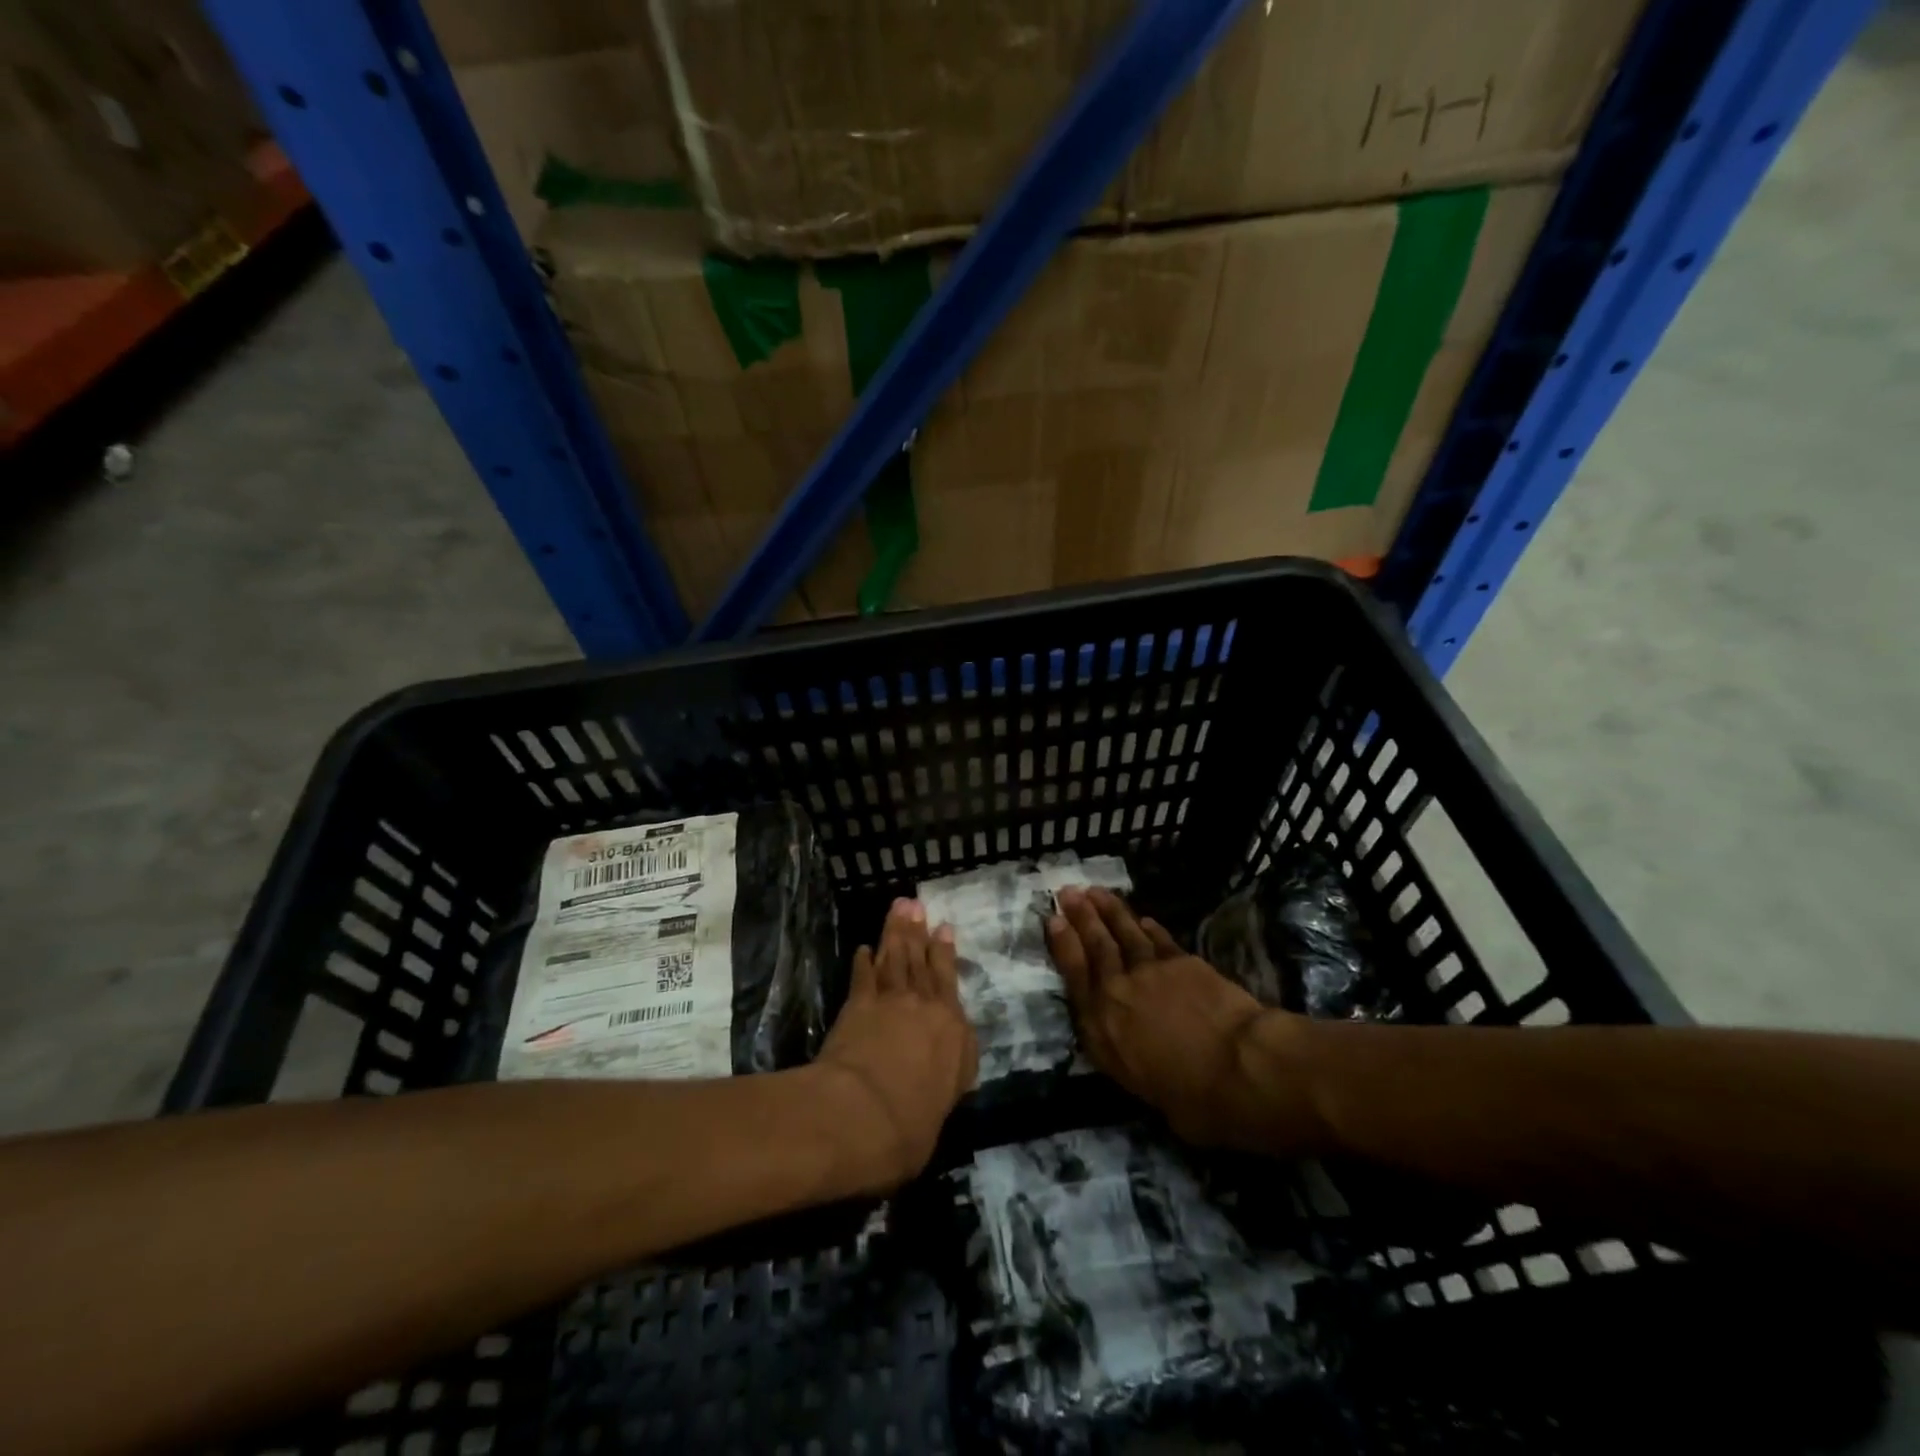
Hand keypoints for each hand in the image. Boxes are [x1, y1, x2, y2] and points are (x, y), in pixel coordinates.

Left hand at [815, 898, 978, 1190]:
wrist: (862, 1115)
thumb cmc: (911, 1126)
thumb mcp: (945, 1106)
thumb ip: (948, 1077)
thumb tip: (946, 1066)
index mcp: (953, 1031)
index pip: (949, 982)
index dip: (945, 952)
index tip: (944, 927)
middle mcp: (925, 1006)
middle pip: (921, 960)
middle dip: (919, 931)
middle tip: (916, 903)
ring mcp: (890, 1002)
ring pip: (894, 958)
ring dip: (895, 932)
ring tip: (898, 909)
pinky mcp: (857, 1006)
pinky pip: (862, 977)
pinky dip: (863, 961)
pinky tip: (863, 948)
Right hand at [1046, 887, 1320, 1151]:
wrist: (1239, 1067)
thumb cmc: (1193, 1099)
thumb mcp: (1142, 1089)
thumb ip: (1130, 1061)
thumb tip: (1139, 1056)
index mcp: (1102, 1029)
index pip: (1074, 976)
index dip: (1063, 945)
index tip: (1053, 919)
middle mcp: (1118, 992)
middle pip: (1096, 946)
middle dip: (1081, 916)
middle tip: (1068, 891)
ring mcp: (1151, 972)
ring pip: (1125, 933)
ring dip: (1110, 910)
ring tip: (1096, 891)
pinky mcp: (1183, 962)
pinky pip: (1160, 940)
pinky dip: (1150, 928)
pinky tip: (1144, 919)